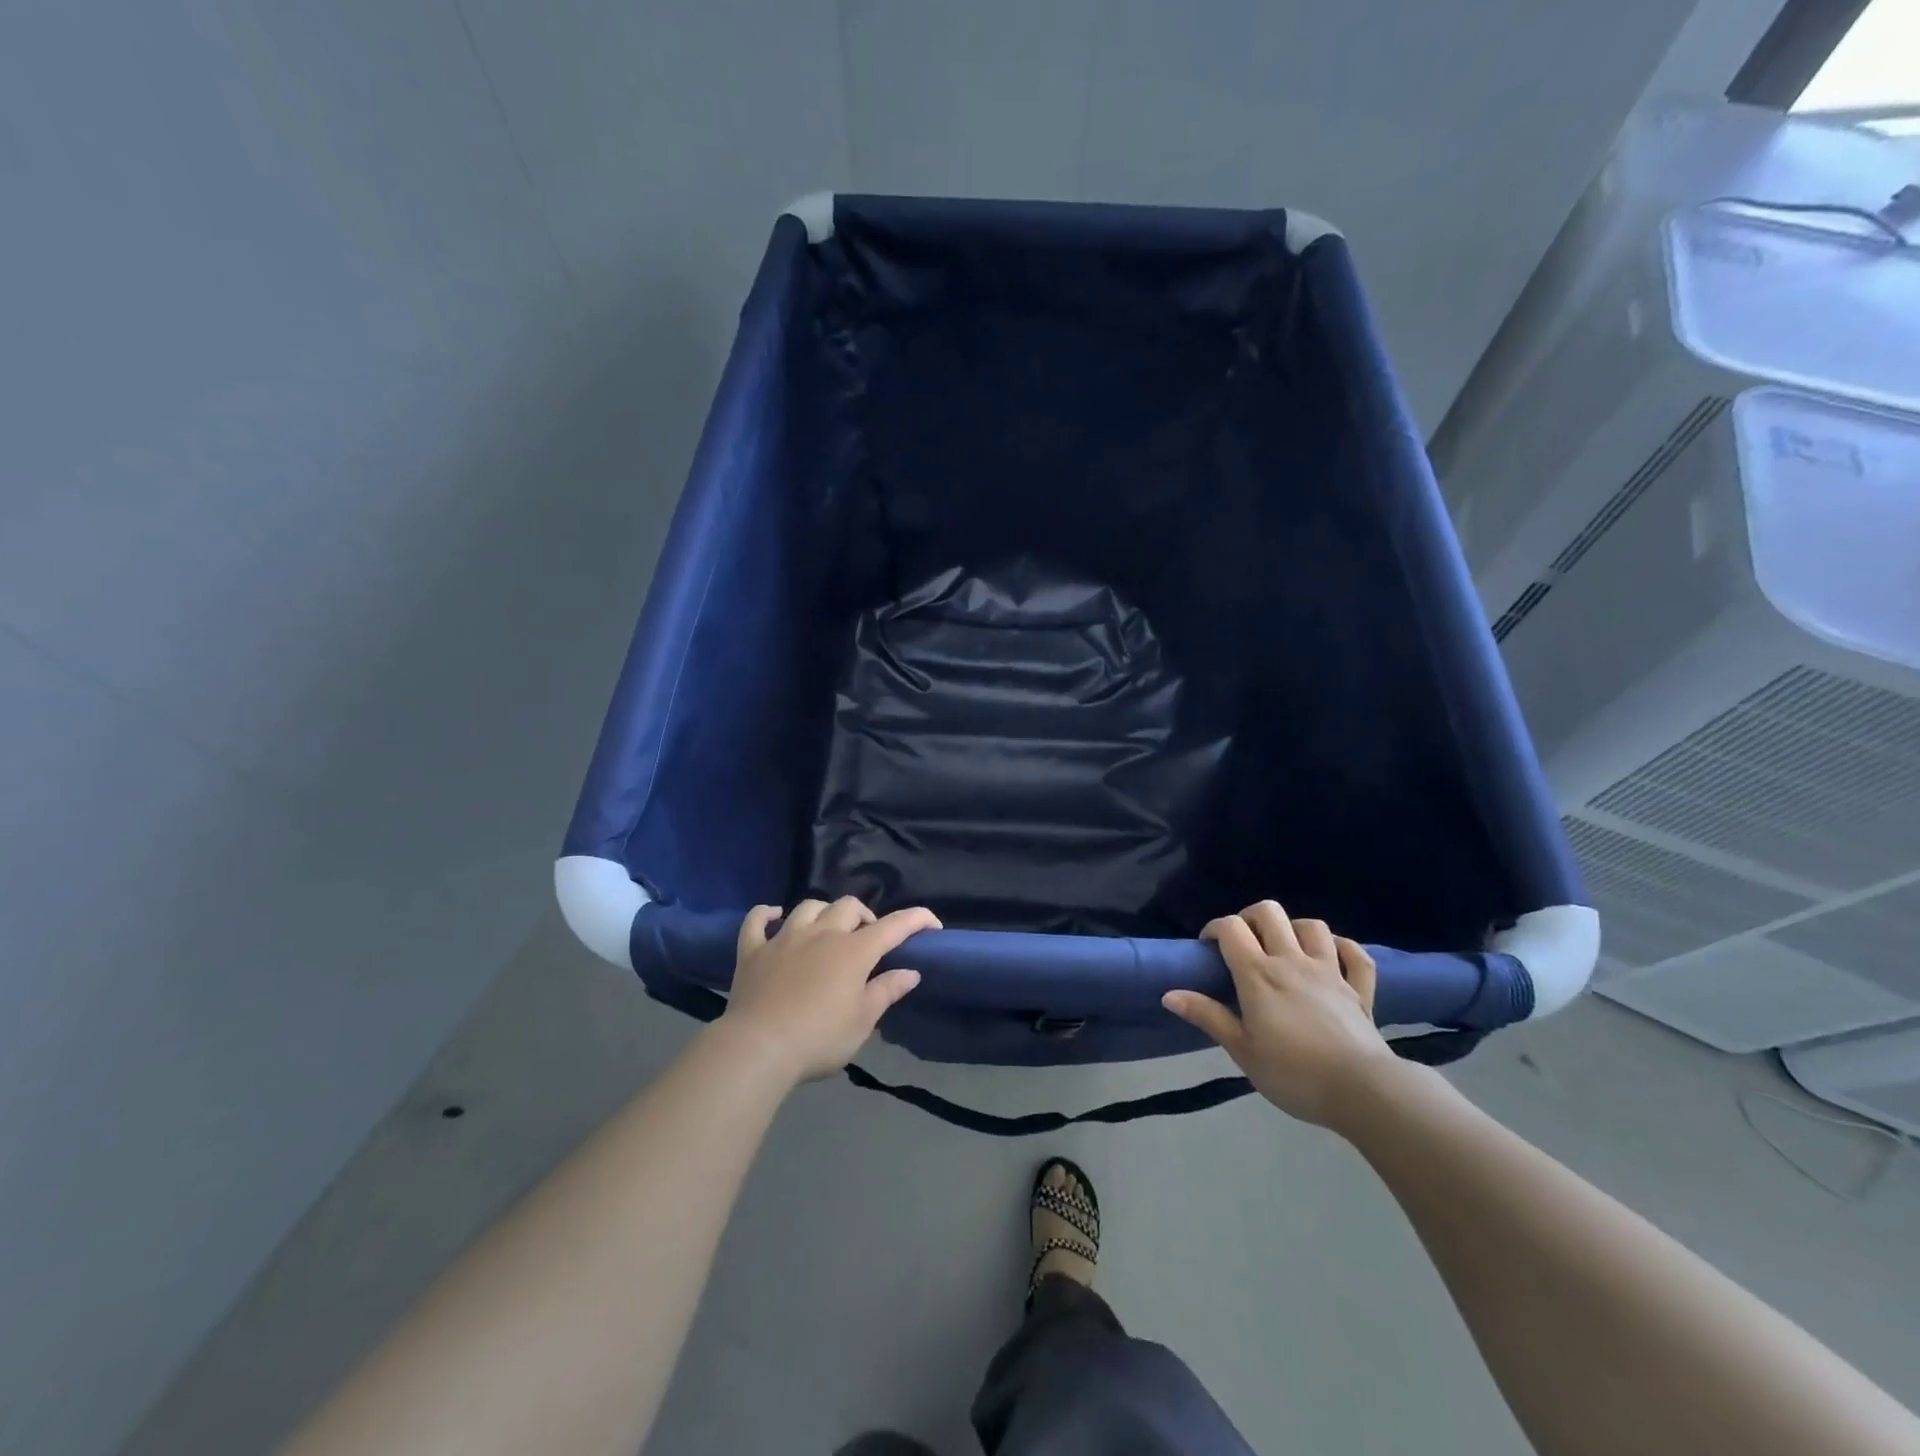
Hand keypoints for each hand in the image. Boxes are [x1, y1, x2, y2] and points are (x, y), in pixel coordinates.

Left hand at [718, 897, 939, 1085]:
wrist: (758, 1048)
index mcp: (854, 951)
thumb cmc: (818, 1038)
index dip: (916, 920)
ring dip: (824, 912)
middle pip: (849, 906)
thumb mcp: (862, 1022)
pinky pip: (757, 921)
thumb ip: (886, 992)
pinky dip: (766, 915)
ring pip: (809, 907)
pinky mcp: (752, 950)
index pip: (894, 926)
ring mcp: (784, 938)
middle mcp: (822, 933)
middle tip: (867, 941)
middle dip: (865, 917)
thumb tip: (910, 972)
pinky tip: (773, 917)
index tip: (932, 924)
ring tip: (827, 930)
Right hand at [1163, 901, 1395, 1127]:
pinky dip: (1342, 949)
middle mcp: (1292, 961)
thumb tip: (1169, 994)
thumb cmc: (1293, 1073)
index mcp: (1259, 974)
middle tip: (1245, 943)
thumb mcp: (1241, 1050)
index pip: (1231, 929)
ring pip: (1312, 926)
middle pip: (1270, 913)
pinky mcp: (1359, 989)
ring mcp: (1330, 971)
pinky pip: (1355, 955)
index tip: (1208, 948)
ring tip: (1285, 949)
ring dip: (1295, 929)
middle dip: (1251, 918)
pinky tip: (1332, 958)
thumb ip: (1207, 1017)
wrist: (1362, 1091)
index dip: (1215, 928)